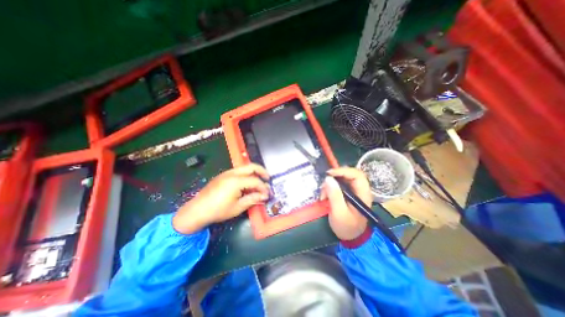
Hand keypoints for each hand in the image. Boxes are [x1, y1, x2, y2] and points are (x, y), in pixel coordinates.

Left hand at [171, 165, 269, 234]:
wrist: (197, 211)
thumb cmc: (218, 210)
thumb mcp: (238, 207)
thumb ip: (253, 199)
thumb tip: (264, 196)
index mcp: (236, 181)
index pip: (255, 181)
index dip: (263, 188)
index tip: (267, 194)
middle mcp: (232, 173)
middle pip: (251, 166)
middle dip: (262, 171)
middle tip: (267, 179)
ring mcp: (227, 173)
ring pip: (245, 168)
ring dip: (254, 173)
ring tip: (259, 181)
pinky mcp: (223, 175)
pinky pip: (239, 171)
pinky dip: (246, 175)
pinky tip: (247, 184)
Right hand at [320, 167, 373, 238]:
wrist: (350, 237)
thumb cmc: (347, 227)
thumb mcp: (339, 213)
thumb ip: (335, 195)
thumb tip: (328, 178)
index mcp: (363, 194)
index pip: (357, 175)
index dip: (343, 171)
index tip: (329, 174)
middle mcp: (359, 190)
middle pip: (349, 174)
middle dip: (334, 178)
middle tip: (324, 183)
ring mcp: (353, 191)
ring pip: (341, 179)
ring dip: (330, 184)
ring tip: (323, 195)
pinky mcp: (346, 194)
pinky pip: (337, 185)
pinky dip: (329, 188)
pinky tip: (325, 197)